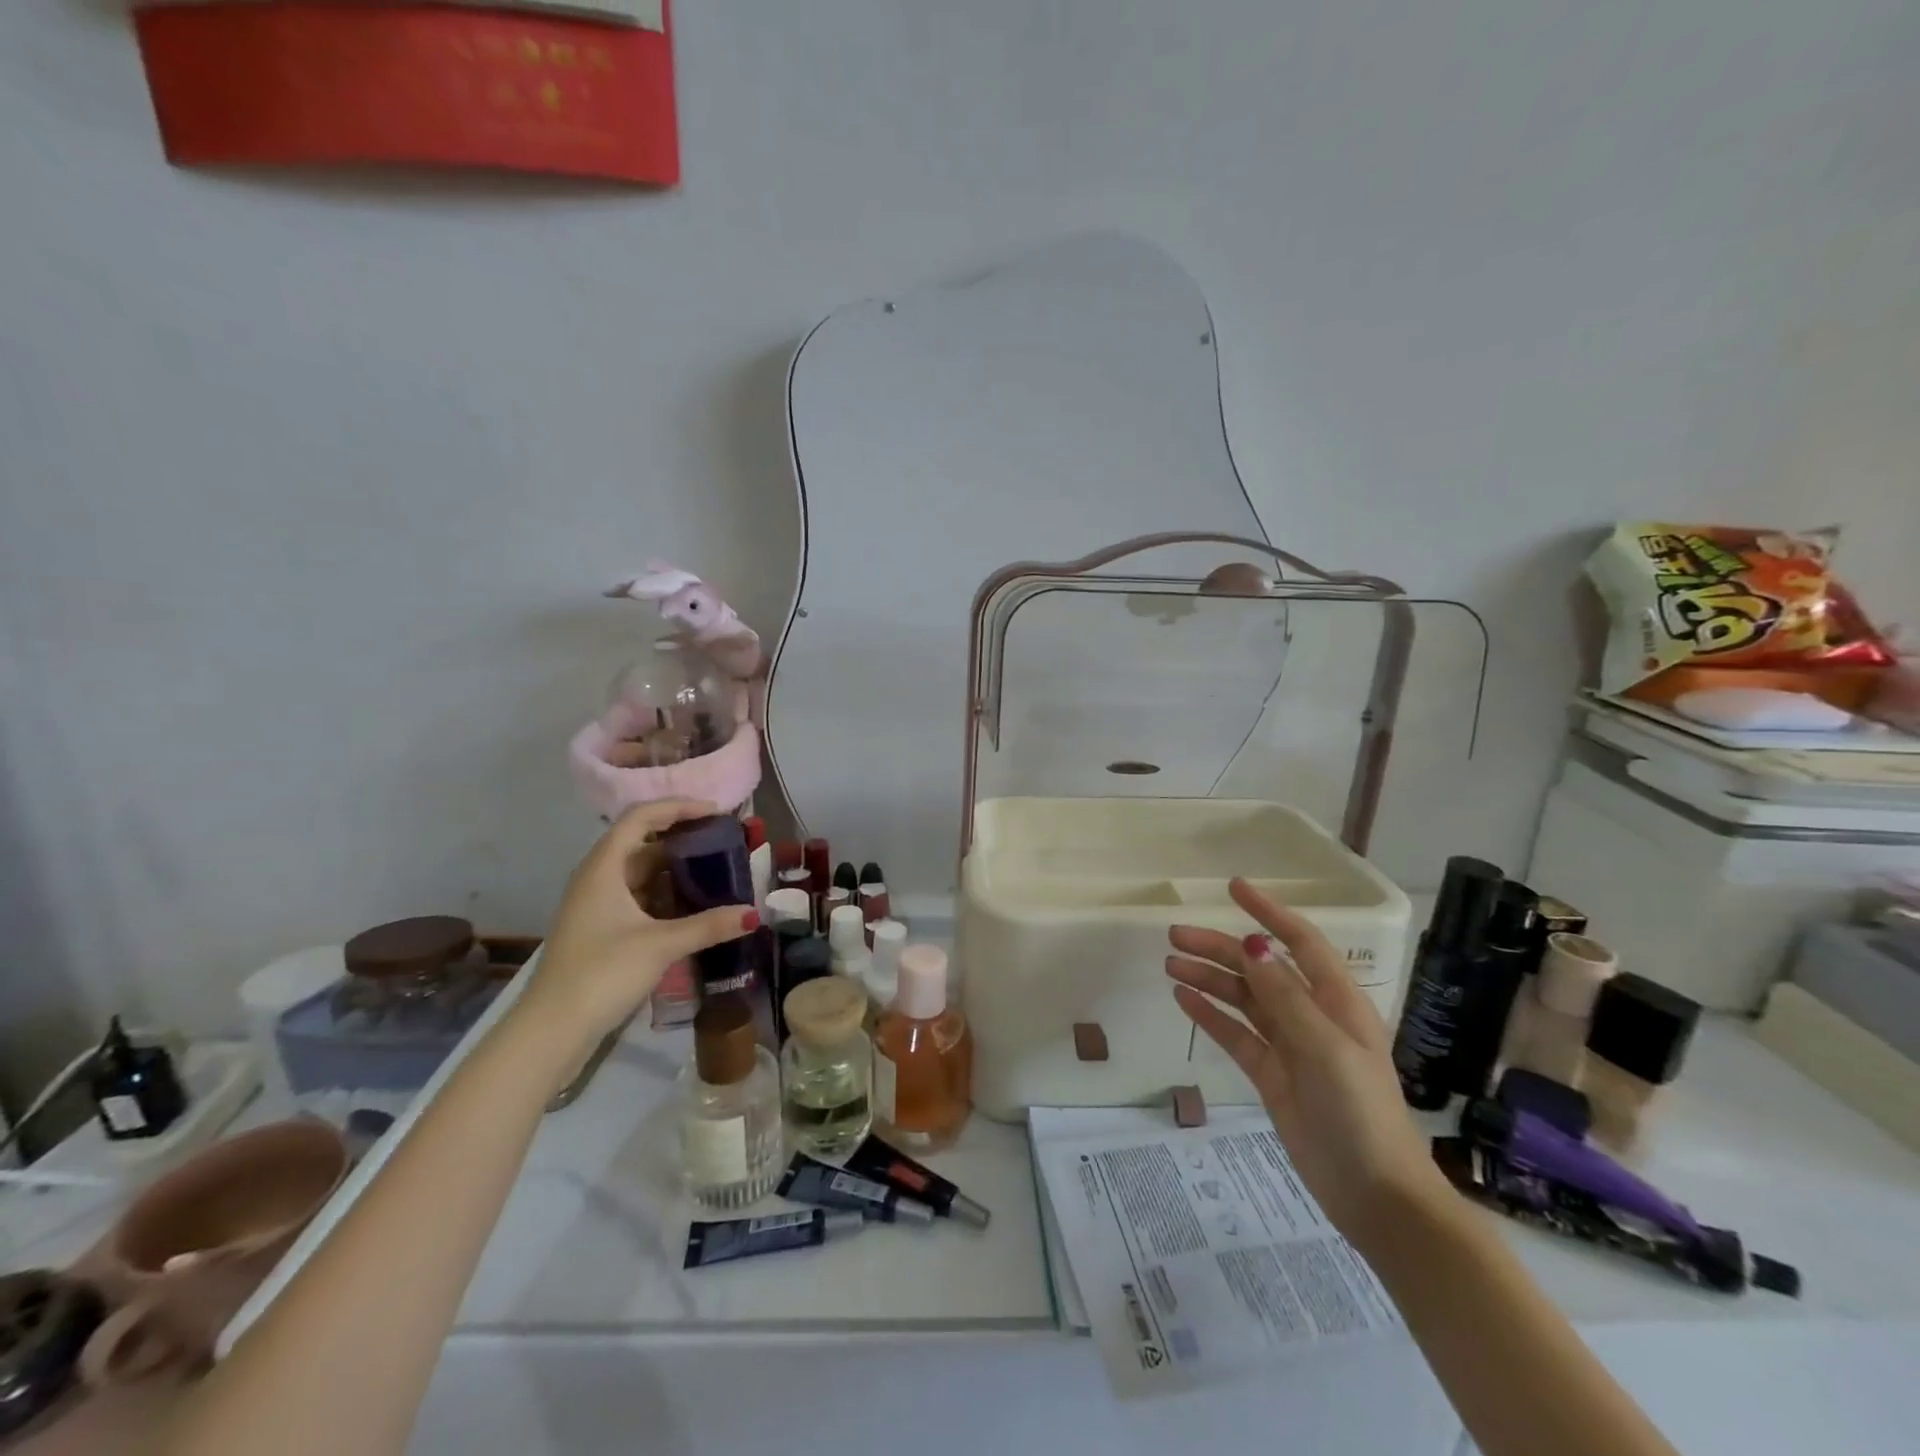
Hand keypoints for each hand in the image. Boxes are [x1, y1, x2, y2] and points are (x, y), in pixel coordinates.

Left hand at [517, 800, 757, 1048]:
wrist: (552, 1030)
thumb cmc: (602, 974)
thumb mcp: (661, 946)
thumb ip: (709, 926)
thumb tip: (754, 914)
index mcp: (603, 868)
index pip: (641, 818)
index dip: (678, 807)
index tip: (716, 813)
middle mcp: (597, 878)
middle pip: (642, 842)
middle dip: (682, 837)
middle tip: (722, 841)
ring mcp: (596, 905)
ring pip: (640, 871)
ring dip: (675, 867)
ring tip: (714, 869)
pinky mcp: (600, 928)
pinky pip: (638, 896)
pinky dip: (665, 893)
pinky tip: (691, 905)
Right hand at [1167, 879, 1449, 1251]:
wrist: (1376, 1197)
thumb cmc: (1360, 1113)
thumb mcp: (1325, 1049)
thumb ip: (1285, 997)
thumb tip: (1253, 945)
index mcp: (1336, 1001)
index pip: (1300, 942)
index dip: (1269, 913)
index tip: (1234, 888)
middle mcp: (1312, 1015)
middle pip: (1260, 968)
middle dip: (1220, 948)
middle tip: (1175, 936)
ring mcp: (1290, 1046)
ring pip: (1243, 999)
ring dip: (1209, 978)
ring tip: (1170, 964)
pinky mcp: (1272, 1075)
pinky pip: (1235, 1034)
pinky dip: (1210, 1015)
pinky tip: (1183, 999)